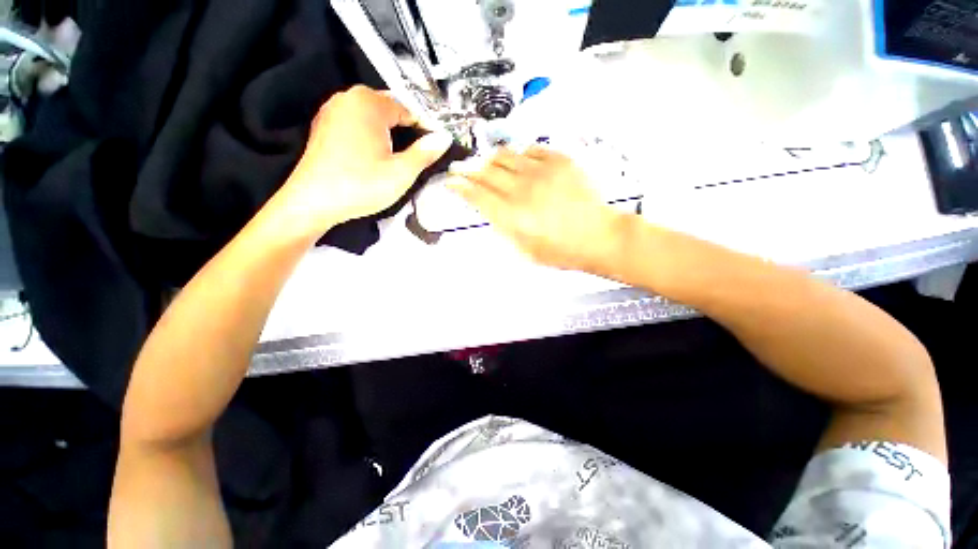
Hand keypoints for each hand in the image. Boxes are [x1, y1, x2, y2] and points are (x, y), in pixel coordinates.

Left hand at [269, 86, 452, 237]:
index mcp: (368, 103)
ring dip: (390, 134)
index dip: (425, 128)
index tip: (435, 147)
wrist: (313, 203)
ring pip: (373, 117)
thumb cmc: (360, 186)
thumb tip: (444, 138)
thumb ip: (425, 152)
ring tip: (399, 159)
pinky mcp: (324, 127)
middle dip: (407, 130)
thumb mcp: (401, 173)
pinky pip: (357, 124)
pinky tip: (376, 158)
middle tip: (419, 156)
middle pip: (390, 109)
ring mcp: (332, 111)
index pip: (409, 108)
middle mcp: (348, 98)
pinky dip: (371, 136)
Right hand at [449, 147, 625, 273]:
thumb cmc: (561, 251)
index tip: (450, 181)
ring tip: (488, 164)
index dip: (460, 186)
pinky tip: (519, 162)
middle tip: (460, 168)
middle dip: (468, 169)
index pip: (477, 195)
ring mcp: (541, 172)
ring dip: (491, 160)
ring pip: (505, 156)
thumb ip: (504, 230)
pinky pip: (531, 149)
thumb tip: (491, 211)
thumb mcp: (525, 252)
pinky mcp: (560, 161)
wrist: (599, 236)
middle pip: (486, 172)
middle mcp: (522, 190)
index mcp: (512, 216)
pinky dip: (519, 155)